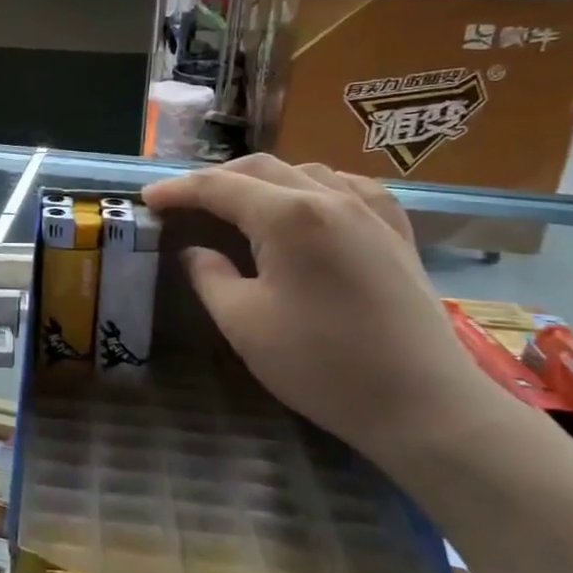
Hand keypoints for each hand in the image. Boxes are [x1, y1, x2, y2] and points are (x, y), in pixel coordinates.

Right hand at [142, 155, 492, 462]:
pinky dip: (313, 187)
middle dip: (214, 179)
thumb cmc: (322, 365)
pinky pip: (348, 187)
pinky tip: (307, 205)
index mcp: (288, 217)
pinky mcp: (396, 232)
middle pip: (260, 168)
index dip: (178, 190)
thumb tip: (194, 251)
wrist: (423, 404)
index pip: (219, 187)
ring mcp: (371, 211)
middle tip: (184, 202)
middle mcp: (330, 198)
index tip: (148, 200)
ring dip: (261, 180)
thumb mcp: (244, 323)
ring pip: (304, 171)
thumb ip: (209, 276)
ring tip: (237, 204)